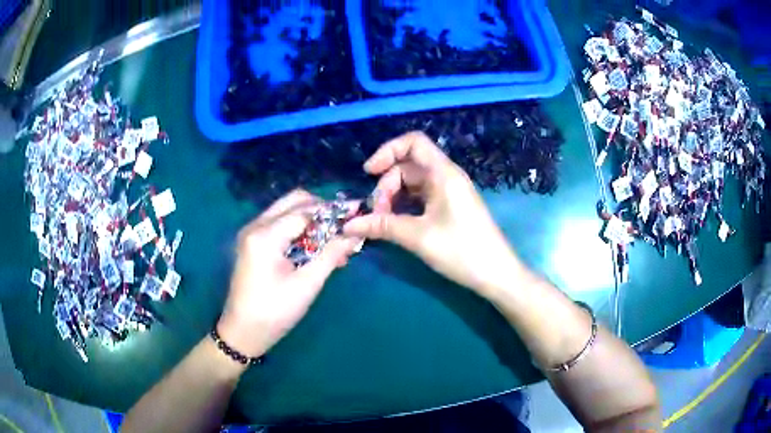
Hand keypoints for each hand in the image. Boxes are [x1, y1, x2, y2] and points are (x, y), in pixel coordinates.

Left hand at [218, 190, 360, 357]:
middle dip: (322, 210)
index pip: (305, 211)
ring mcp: (251, 233)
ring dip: (312, 221)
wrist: (243, 332)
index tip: (357, 214)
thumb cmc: (275, 312)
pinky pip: (280, 225)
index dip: (333, 212)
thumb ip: (331, 254)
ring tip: (334, 242)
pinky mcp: (252, 243)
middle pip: (294, 202)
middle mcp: (255, 226)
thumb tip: (355, 234)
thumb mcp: (307, 284)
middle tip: (344, 227)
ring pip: (287, 211)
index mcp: (265, 235)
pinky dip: (299, 230)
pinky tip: (316, 248)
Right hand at [344, 132, 524, 295]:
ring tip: (384, 222)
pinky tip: (397, 223)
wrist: (497, 274)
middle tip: (377, 215)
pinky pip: (422, 196)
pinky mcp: (450, 206)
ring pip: (413, 183)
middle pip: (408, 166)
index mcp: (443, 174)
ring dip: (394, 197)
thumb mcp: (419, 237)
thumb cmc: (462, 251)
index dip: (388, 151)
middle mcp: (447, 176)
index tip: (368, 172)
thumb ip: (382, 227)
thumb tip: (348, 225)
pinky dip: (406, 205)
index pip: (413, 142)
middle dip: (387, 185)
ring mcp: (449, 192)